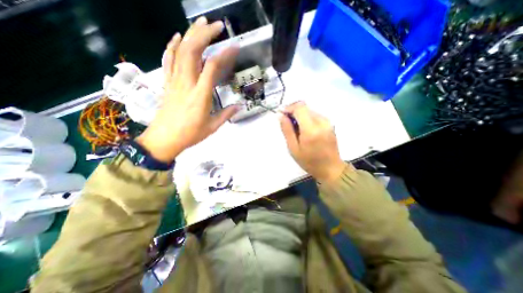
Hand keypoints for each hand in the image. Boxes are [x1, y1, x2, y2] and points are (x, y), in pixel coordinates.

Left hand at [136, 16, 238, 161]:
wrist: (164, 139)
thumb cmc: (189, 135)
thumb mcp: (212, 127)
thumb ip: (226, 115)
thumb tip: (239, 106)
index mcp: (200, 96)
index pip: (212, 67)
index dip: (224, 54)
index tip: (234, 47)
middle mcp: (186, 84)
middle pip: (192, 51)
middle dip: (205, 34)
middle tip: (217, 26)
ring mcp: (174, 81)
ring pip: (180, 51)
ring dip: (191, 34)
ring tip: (202, 23)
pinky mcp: (167, 83)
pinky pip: (168, 60)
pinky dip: (172, 45)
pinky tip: (178, 36)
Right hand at [277, 102, 350, 181]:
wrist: (331, 168)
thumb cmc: (309, 161)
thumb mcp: (293, 148)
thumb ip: (287, 130)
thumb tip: (280, 115)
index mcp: (311, 129)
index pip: (299, 107)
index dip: (289, 108)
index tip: (282, 115)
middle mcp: (321, 122)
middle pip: (304, 108)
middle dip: (293, 113)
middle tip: (288, 125)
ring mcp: (327, 122)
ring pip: (309, 111)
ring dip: (300, 116)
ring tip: (297, 130)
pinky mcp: (330, 124)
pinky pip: (315, 116)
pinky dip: (307, 119)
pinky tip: (305, 131)